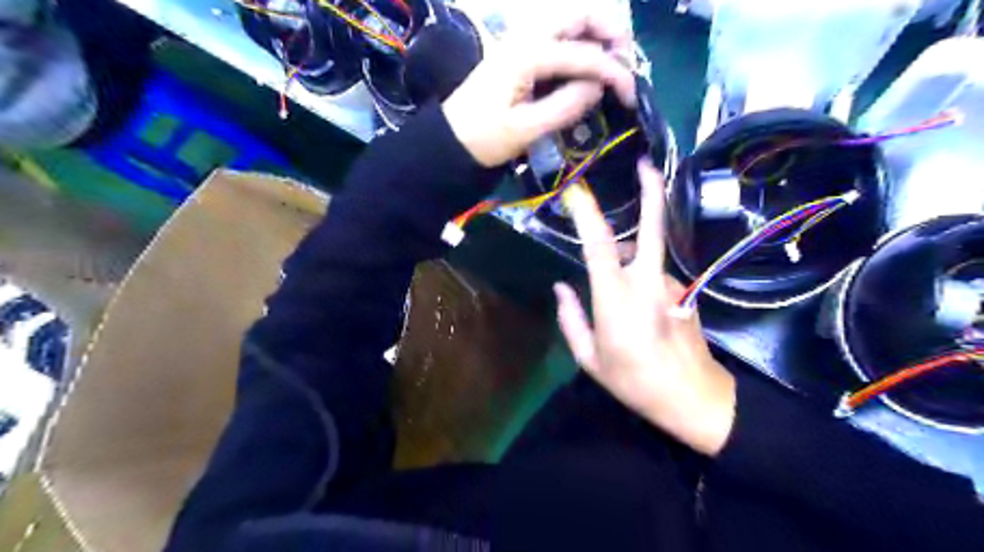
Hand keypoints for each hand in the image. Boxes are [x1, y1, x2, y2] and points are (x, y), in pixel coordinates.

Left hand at [444, 10, 637, 168]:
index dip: (614, 72)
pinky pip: (556, 37)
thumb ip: (564, 106)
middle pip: (578, 15)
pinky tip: (587, 65)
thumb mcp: (525, 130)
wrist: (450, 140)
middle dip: (611, 33)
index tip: (632, 95)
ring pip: (568, 22)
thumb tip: (598, 87)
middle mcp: (526, 37)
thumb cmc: (484, 138)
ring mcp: (520, 42)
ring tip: (614, 61)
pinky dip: (579, 44)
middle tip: (628, 61)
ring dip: (596, 34)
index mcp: (528, 55)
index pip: (584, 54)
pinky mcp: (519, 53)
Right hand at [556, 160, 733, 456]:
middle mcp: (647, 283)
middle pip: (652, 227)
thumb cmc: (634, 382)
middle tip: (646, 165)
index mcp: (616, 300)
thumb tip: (561, 288)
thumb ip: (570, 319)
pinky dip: (642, 277)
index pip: (600, 245)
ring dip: (632, 254)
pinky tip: (639, 308)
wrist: (693, 398)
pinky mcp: (684, 292)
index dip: (588, 214)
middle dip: (651, 191)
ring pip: (648, 255)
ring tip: (616, 290)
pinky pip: (656, 274)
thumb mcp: (590, 359)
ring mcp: (672, 285)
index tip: (578, 190)